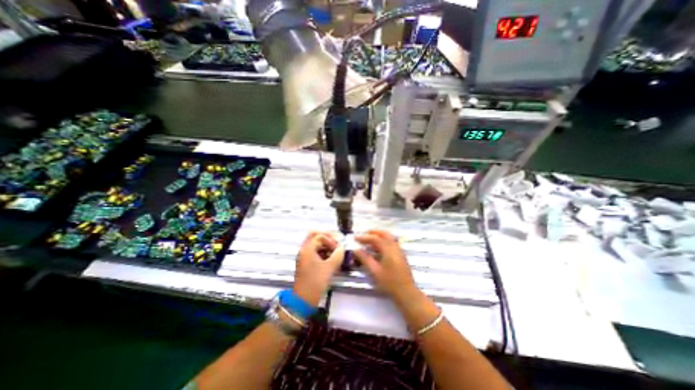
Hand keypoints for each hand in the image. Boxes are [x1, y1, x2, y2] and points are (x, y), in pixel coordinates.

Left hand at [294, 232, 345, 306]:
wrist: (303, 300)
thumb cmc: (315, 282)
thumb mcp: (329, 268)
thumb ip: (337, 255)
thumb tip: (342, 248)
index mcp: (307, 249)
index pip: (320, 236)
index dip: (330, 239)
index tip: (338, 247)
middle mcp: (304, 250)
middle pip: (315, 237)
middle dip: (328, 238)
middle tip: (337, 243)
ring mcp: (305, 256)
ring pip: (316, 244)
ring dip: (326, 245)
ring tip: (336, 252)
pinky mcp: (307, 263)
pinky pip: (316, 252)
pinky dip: (324, 252)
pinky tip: (332, 258)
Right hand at [354, 231, 417, 304]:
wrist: (406, 292)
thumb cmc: (389, 282)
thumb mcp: (374, 271)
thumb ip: (365, 259)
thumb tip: (356, 250)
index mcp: (388, 249)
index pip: (375, 238)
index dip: (364, 237)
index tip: (355, 238)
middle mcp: (395, 247)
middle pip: (384, 234)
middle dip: (374, 232)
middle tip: (364, 234)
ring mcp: (399, 250)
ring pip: (389, 237)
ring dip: (379, 236)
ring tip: (369, 240)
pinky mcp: (401, 255)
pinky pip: (391, 243)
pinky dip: (384, 241)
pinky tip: (378, 249)